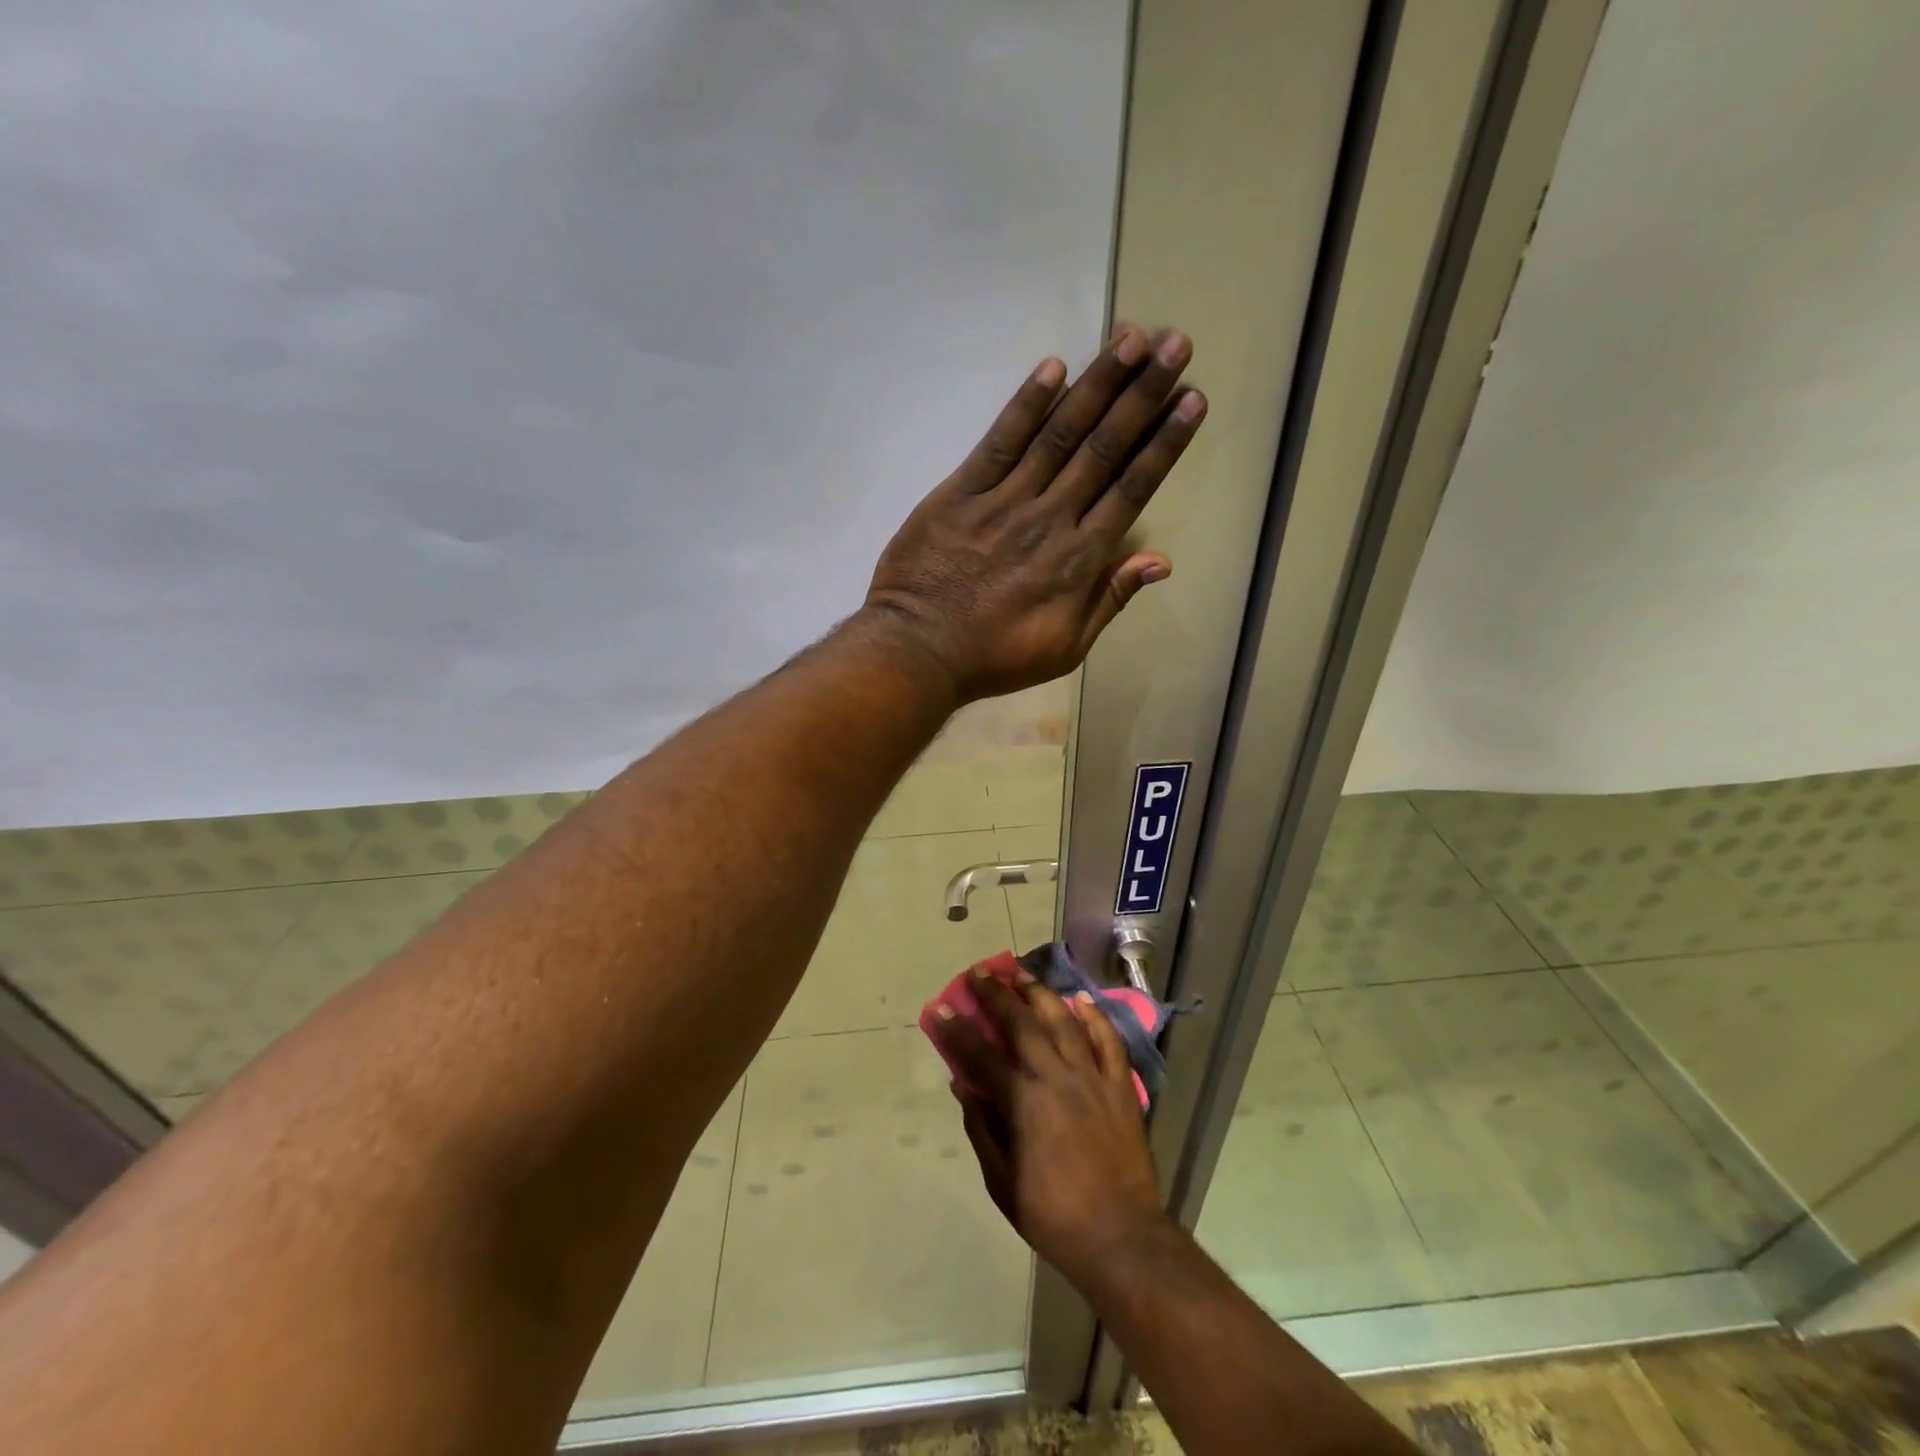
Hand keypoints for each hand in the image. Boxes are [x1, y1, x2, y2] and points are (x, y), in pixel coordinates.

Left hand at [865, 325, 1204, 700]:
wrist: (919, 651)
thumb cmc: (995, 657)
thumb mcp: (1065, 647)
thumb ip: (1110, 600)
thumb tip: (1160, 561)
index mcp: (1079, 559)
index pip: (1132, 489)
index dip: (1163, 443)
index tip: (1191, 400)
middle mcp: (1050, 519)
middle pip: (1104, 448)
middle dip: (1142, 394)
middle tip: (1174, 343)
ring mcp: (1004, 501)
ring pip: (1059, 434)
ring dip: (1097, 384)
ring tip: (1131, 338)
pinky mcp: (961, 493)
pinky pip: (998, 442)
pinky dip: (1025, 405)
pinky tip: (1053, 367)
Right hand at [931, 969, 1169, 1291]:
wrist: (1120, 1237)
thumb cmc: (1053, 1215)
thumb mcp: (1002, 1181)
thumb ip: (982, 1127)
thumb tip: (963, 1084)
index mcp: (1023, 1103)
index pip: (982, 1055)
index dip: (959, 1030)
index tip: (942, 1007)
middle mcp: (1056, 1078)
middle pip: (1022, 1024)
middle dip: (997, 995)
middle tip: (980, 973)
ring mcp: (1092, 1078)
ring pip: (1064, 1021)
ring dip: (1040, 993)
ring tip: (1022, 974)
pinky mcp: (1120, 1086)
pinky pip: (1109, 1041)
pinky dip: (1095, 1017)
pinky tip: (1081, 1000)